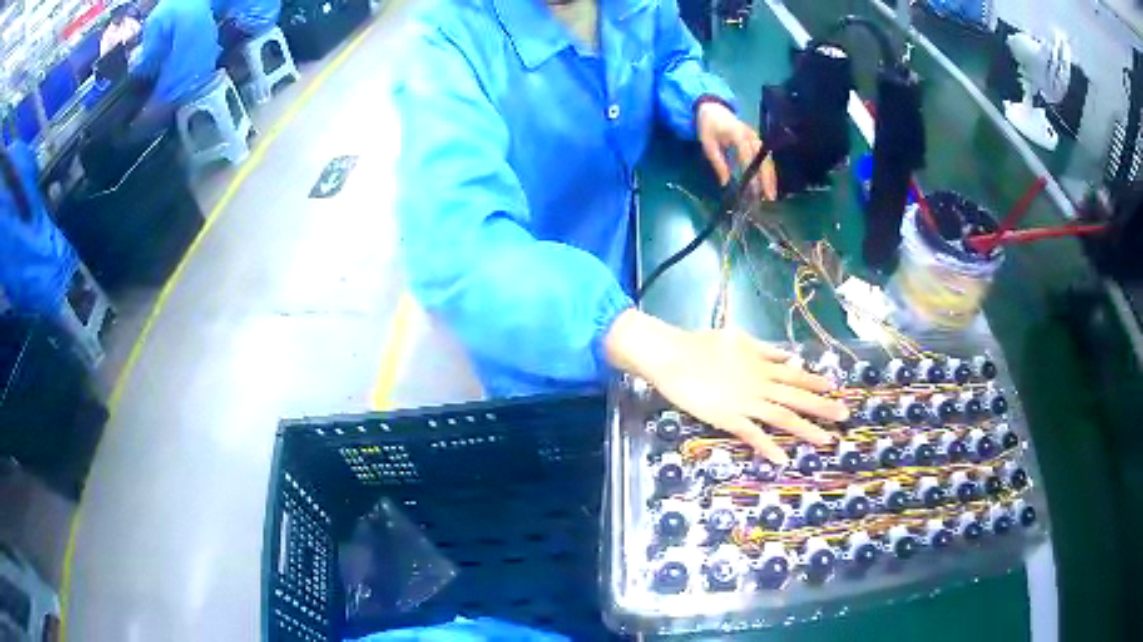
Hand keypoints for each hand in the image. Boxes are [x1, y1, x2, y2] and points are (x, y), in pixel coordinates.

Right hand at [605, 309, 848, 463]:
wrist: (674, 356)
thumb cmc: (702, 345)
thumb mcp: (739, 339)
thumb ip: (765, 350)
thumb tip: (788, 356)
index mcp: (762, 365)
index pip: (796, 375)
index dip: (817, 382)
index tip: (837, 389)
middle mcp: (760, 384)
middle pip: (797, 396)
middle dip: (823, 406)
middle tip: (845, 415)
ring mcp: (746, 402)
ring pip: (782, 417)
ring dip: (805, 429)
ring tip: (826, 440)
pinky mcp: (728, 418)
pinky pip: (752, 434)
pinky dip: (767, 446)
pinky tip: (781, 459)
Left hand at [696, 100, 777, 200]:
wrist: (713, 108)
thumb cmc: (708, 126)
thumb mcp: (708, 144)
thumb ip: (718, 162)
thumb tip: (726, 182)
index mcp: (738, 135)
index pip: (748, 157)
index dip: (752, 173)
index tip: (755, 189)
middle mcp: (750, 136)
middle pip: (763, 159)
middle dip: (767, 178)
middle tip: (769, 197)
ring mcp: (755, 137)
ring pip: (767, 159)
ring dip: (770, 177)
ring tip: (771, 194)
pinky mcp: (756, 140)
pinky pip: (765, 157)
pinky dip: (768, 170)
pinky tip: (769, 183)